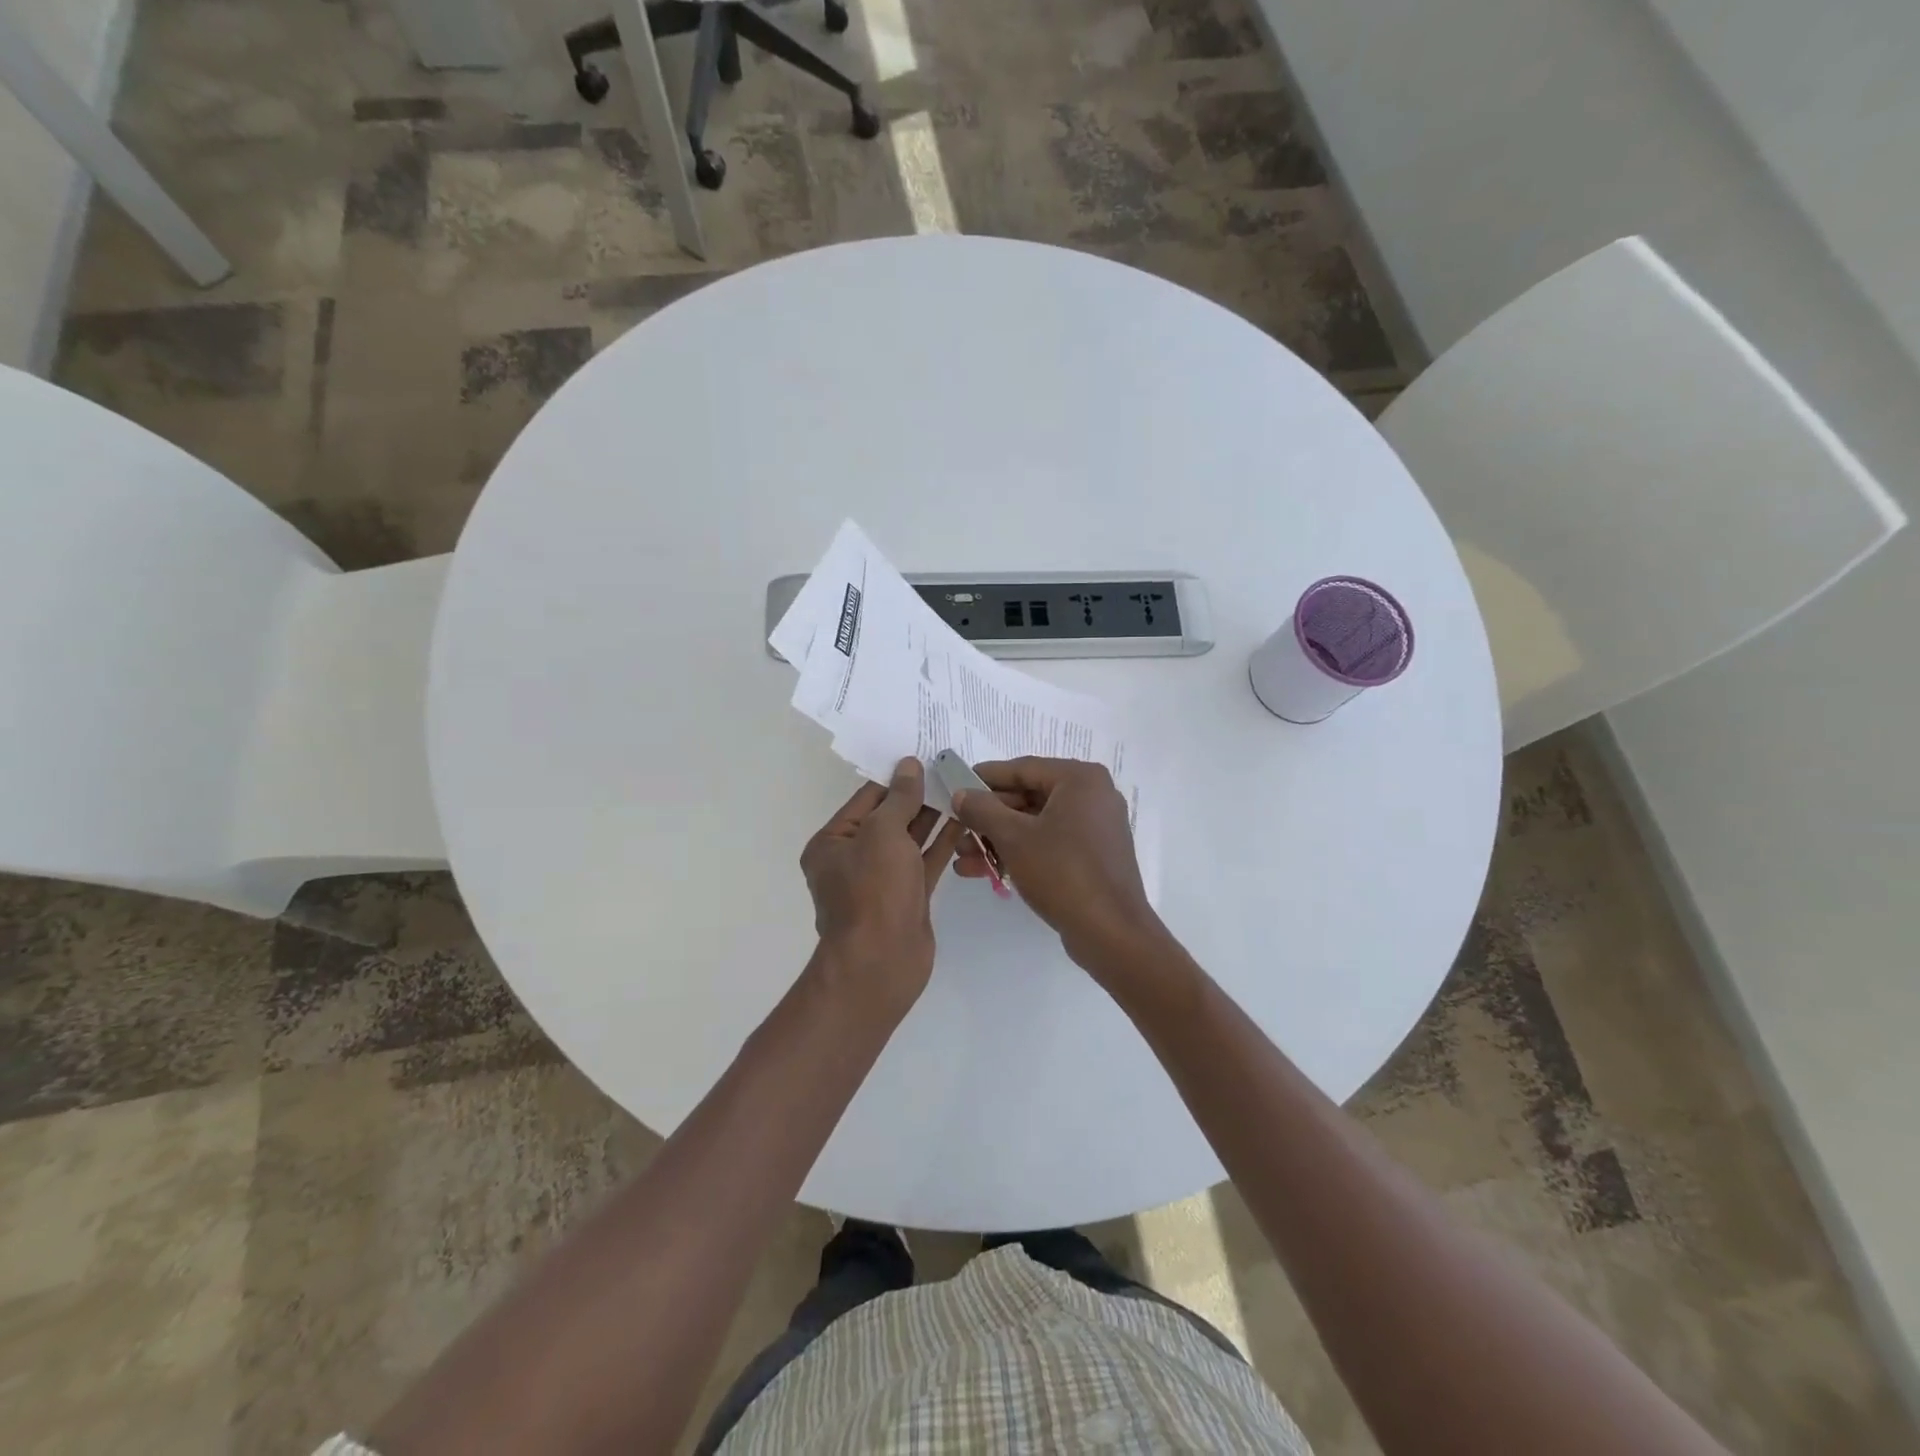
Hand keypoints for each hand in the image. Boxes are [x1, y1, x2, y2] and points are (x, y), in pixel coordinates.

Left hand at [801, 758, 965, 1014]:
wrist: (881, 962)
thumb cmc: (872, 891)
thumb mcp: (883, 833)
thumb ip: (899, 798)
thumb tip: (908, 765)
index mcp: (832, 842)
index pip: (866, 799)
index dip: (896, 778)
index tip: (925, 758)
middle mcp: (853, 859)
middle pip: (889, 818)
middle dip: (917, 796)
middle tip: (950, 770)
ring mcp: (882, 880)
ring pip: (910, 840)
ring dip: (933, 817)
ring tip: (962, 790)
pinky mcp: (907, 897)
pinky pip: (925, 862)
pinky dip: (942, 843)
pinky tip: (964, 821)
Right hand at [949, 757, 1162, 974]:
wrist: (1110, 933)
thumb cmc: (1062, 872)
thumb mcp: (1013, 837)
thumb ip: (982, 809)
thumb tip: (961, 794)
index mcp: (1080, 779)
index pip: (1022, 769)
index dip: (984, 778)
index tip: (954, 786)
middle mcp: (1092, 796)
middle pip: (1028, 797)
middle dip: (988, 818)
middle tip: (956, 830)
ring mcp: (1095, 828)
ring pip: (1035, 824)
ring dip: (997, 839)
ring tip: (962, 858)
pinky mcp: (1093, 857)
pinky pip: (1049, 844)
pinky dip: (1020, 853)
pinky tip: (984, 871)